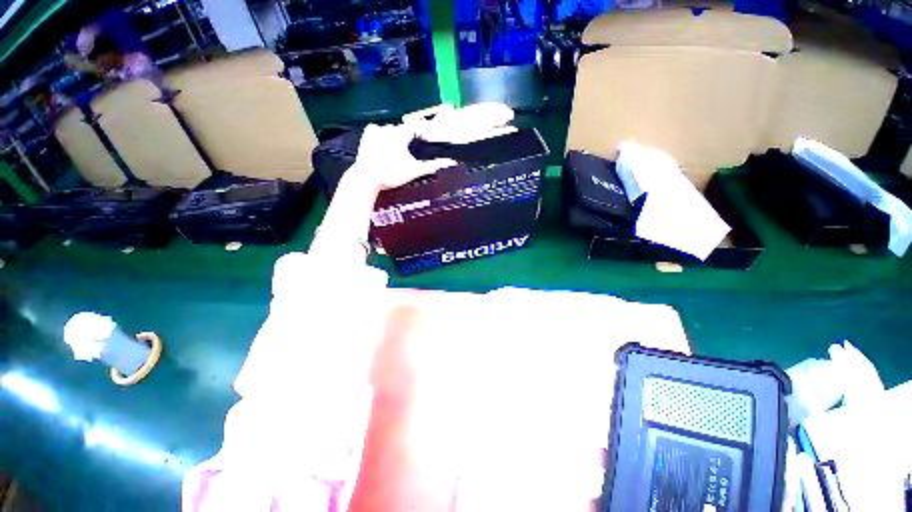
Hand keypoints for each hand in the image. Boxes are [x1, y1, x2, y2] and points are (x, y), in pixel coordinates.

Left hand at [349, 123, 455, 191]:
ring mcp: (376, 131)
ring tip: (398, 152)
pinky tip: (383, 145)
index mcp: (401, 134)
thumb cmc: (392, 174)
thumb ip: (432, 166)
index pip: (417, 128)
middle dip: (410, 138)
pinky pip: (377, 130)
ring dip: (396, 137)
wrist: (367, 179)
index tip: (427, 142)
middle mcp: (389, 127)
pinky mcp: (366, 136)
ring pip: (391, 129)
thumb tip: (449, 163)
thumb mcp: (414, 171)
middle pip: (404, 129)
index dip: (424, 135)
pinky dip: (381, 135)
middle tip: (412, 151)